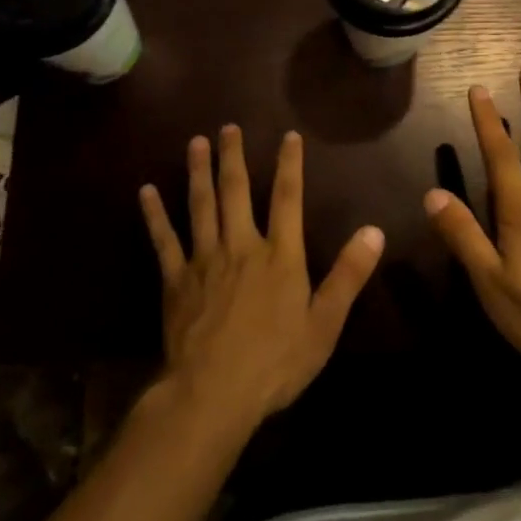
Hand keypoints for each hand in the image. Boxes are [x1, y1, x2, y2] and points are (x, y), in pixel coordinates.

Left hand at [140, 126, 384, 434]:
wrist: (214, 393)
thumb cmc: (275, 362)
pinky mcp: (176, 279)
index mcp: (279, 255)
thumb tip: (374, 231)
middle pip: (237, 191)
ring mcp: (204, 260)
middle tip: (229, 127)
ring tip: (196, 142)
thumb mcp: (324, 323)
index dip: (290, 164)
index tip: (289, 135)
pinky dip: (155, 214)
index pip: (288, 198)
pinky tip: (146, 191)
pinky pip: (164, 240)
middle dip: (234, 157)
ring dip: (198, 171)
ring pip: (200, 205)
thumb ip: (348, 275)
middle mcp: (241, 246)